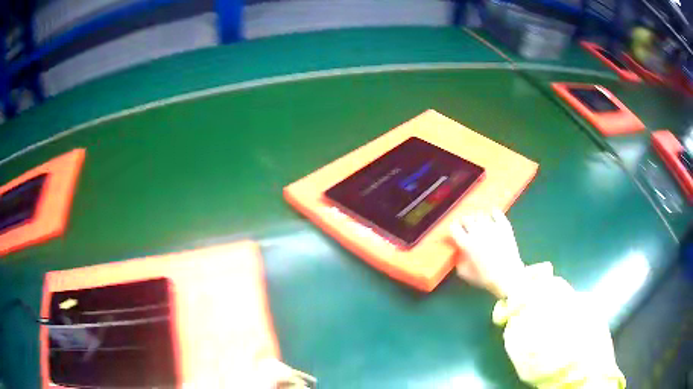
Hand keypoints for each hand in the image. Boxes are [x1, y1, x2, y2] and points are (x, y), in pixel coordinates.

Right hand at [451, 209, 524, 298]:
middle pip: (467, 218)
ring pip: (480, 215)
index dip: (453, 229)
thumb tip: (458, 253)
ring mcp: (492, 227)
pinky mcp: (504, 226)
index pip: (454, 228)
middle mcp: (477, 232)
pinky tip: (492, 215)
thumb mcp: (466, 274)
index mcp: (466, 243)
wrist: (508, 276)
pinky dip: (493, 213)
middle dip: (464, 222)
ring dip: (477, 218)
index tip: (455, 231)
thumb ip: (459, 261)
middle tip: (466, 227)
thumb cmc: (485, 277)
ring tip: (479, 223)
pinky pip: (496, 213)